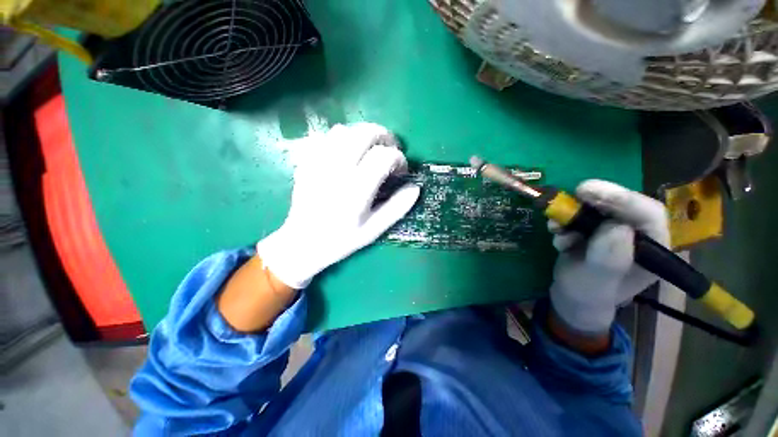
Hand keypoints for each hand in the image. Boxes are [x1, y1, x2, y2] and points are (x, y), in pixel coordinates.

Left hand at [256, 123, 420, 288]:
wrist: (303, 242)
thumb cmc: (341, 239)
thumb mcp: (374, 230)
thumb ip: (397, 208)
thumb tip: (415, 187)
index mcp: (356, 189)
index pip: (383, 156)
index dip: (399, 158)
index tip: (401, 169)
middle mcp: (336, 171)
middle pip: (364, 133)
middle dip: (384, 136)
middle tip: (390, 149)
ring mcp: (318, 163)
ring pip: (344, 130)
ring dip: (363, 135)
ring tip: (370, 150)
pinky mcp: (306, 162)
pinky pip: (325, 137)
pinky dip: (341, 138)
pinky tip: (347, 153)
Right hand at [548, 180, 669, 334]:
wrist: (571, 297)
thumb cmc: (589, 295)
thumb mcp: (598, 282)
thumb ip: (609, 259)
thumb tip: (615, 226)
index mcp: (652, 248)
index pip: (649, 215)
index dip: (625, 199)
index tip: (592, 192)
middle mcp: (635, 234)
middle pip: (621, 206)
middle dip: (597, 199)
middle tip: (576, 192)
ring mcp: (612, 231)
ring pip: (596, 208)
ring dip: (572, 213)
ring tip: (555, 227)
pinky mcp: (591, 229)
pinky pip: (578, 216)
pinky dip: (564, 222)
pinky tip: (556, 236)